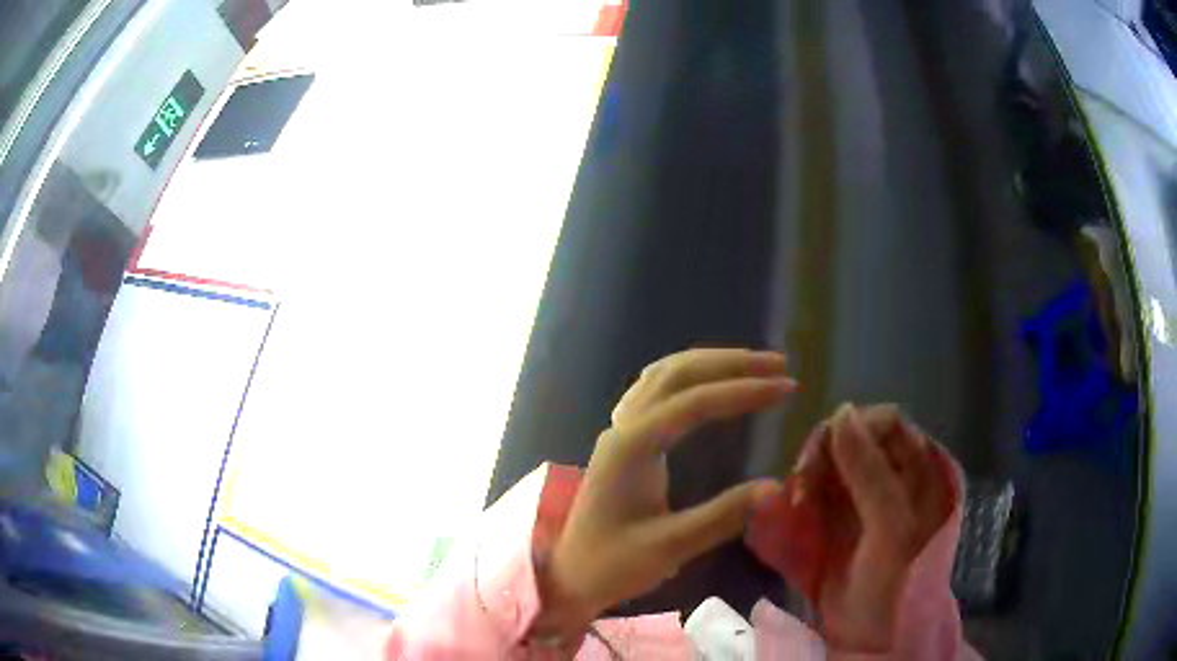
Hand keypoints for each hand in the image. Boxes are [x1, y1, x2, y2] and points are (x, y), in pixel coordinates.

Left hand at [540, 349, 797, 634]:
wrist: (571, 576)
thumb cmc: (614, 565)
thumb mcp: (670, 547)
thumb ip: (722, 516)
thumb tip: (777, 487)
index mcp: (632, 447)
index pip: (694, 402)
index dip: (743, 391)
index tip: (786, 387)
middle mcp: (623, 427)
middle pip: (677, 373)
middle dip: (730, 362)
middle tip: (778, 364)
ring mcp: (620, 431)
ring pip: (664, 375)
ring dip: (710, 363)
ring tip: (754, 365)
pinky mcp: (624, 441)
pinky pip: (655, 391)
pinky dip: (690, 377)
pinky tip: (709, 384)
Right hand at [749, 404, 952, 651]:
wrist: (874, 635)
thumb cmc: (895, 581)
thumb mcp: (890, 527)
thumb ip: (870, 472)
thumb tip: (840, 411)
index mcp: (921, 469)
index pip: (885, 423)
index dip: (852, 431)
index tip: (821, 457)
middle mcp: (893, 474)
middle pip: (853, 439)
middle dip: (823, 457)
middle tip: (801, 488)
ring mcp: (864, 496)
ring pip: (831, 463)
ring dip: (808, 479)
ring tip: (794, 505)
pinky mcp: (839, 518)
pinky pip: (817, 491)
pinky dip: (800, 498)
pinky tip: (788, 510)